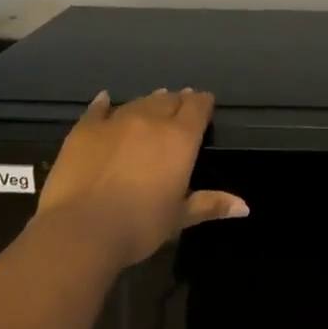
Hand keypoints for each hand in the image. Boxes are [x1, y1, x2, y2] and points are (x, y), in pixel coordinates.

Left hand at [33, 88, 246, 269]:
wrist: (82, 229)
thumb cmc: (140, 225)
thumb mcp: (179, 217)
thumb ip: (210, 204)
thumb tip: (244, 207)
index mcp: (179, 138)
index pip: (197, 107)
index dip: (203, 103)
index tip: (206, 104)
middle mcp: (150, 120)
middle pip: (169, 101)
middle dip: (178, 101)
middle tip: (181, 105)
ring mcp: (115, 122)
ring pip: (138, 102)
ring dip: (149, 102)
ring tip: (155, 101)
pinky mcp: (84, 130)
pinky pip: (98, 109)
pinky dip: (105, 104)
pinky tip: (106, 99)